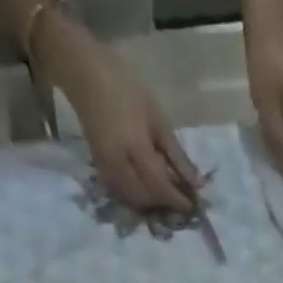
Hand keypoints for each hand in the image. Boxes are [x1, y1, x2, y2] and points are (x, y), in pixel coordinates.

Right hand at [40, 17, 199, 211]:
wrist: (86, 76)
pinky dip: (138, 196)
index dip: (178, 200)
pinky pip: (121, 193)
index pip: (161, 187)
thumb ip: (177, 156)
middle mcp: (118, 166)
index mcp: (136, 150)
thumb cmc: (127, 90)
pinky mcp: (99, 169)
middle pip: (146, 199)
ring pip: (132, 200)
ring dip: (151, 203)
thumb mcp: (159, 120)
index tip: (194, 206)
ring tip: (167, 192)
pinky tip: (149, 187)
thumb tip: (197, 183)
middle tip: (181, 197)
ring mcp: (105, 169)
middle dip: (165, 203)